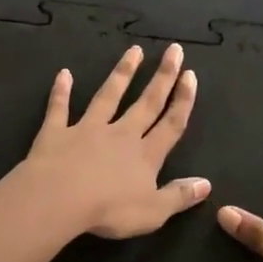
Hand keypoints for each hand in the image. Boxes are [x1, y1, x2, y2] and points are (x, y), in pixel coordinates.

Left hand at [22, 43, 209, 238]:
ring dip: (122, 73)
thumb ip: (179, 196)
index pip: (171, 124)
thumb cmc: (109, 210)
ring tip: (133, 50)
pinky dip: (61, 91)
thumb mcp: (153, 212)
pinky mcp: (56, 132)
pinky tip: (64, 73)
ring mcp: (88, 129)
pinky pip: (59, 108)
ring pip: (109, 96)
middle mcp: (120, 134)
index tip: (190, 74)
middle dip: (163, 76)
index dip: (183, 100)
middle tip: (173, 50)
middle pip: (146, 102)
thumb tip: (206, 184)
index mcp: (145, 155)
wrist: (59, 199)